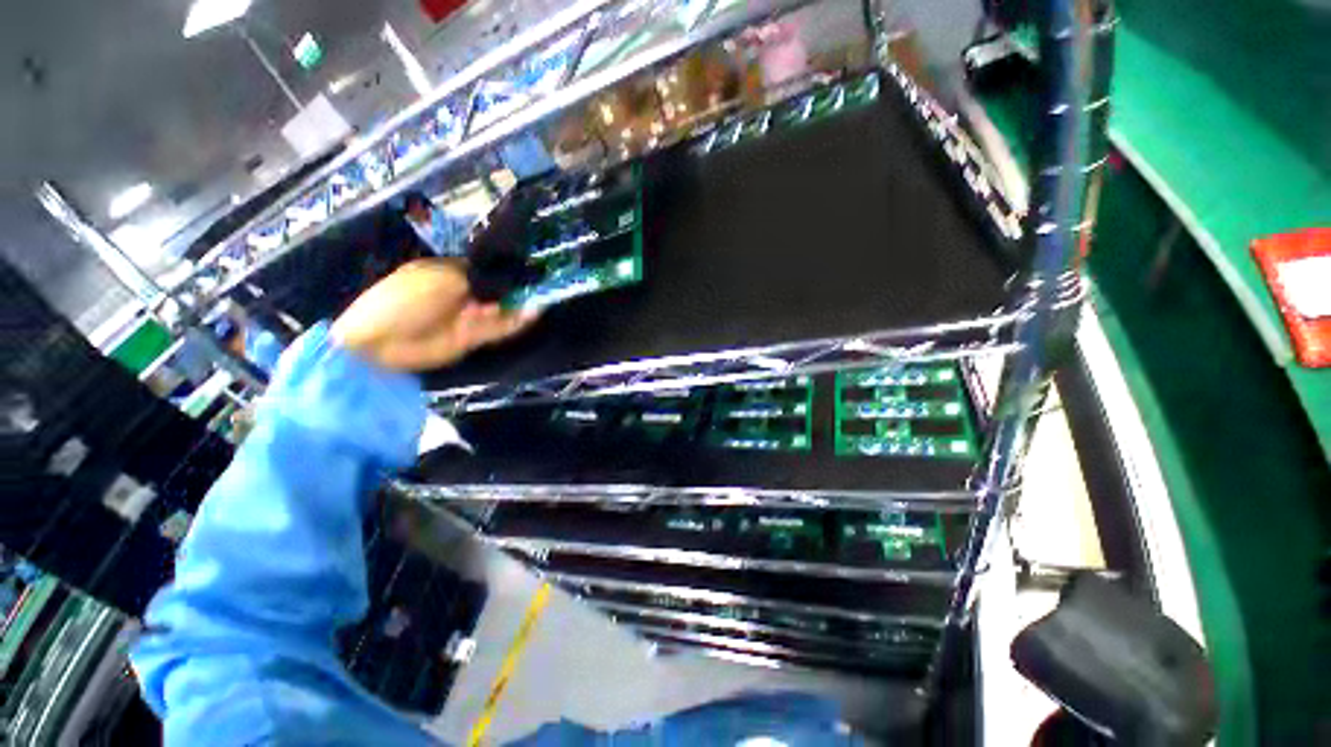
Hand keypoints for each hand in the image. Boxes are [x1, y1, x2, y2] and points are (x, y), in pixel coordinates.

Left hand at [330, 259, 535, 371]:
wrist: (381, 343)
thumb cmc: (405, 300)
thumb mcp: (441, 280)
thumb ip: (477, 279)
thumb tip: (505, 278)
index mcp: (446, 273)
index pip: (482, 269)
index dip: (502, 269)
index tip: (526, 267)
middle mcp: (459, 294)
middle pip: (494, 290)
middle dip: (514, 288)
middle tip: (538, 284)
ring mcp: (466, 317)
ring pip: (500, 310)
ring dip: (519, 305)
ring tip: (541, 298)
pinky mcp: (471, 338)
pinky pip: (498, 328)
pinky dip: (515, 322)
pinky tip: (531, 314)